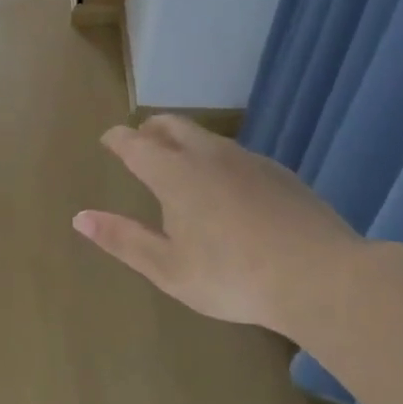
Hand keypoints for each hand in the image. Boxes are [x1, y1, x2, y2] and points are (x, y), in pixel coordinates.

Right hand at [72, 116, 362, 336]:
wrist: (322, 278)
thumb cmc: (232, 277)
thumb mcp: (167, 268)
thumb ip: (123, 239)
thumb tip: (80, 218)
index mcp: (175, 175)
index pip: (135, 143)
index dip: (117, 138)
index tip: (108, 139)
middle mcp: (209, 155)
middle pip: (173, 125)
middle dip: (150, 128)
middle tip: (139, 141)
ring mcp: (249, 161)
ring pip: (207, 137)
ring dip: (184, 141)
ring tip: (178, 162)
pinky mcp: (279, 173)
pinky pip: (235, 154)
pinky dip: (215, 158)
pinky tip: (225, 187)